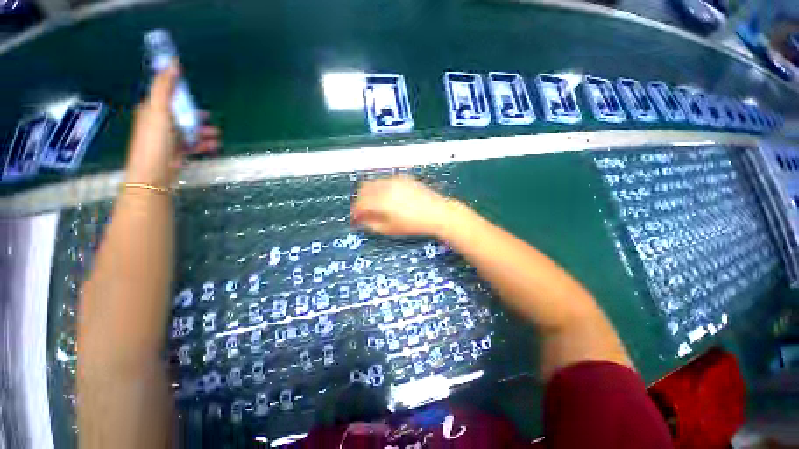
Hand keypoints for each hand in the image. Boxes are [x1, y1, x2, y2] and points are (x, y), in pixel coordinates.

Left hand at [125, 60, 219, 186]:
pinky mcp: (176, 153)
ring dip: (203, 131)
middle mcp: (158, 123)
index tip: (194, 97)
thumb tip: (172, 63)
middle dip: (196, 116)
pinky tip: (213, 145)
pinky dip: (202, 143)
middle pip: (180, 115)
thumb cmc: (156, 141)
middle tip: (210, 118)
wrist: (153, 174)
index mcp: (152, 110)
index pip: (167, 97)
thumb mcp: (159, 110)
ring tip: (217, 134)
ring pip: (188, 130)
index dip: (181, 95)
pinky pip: (192, 144)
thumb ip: (165, 87)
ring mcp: (167, 139)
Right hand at [351, 176, 460, 236]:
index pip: (359, 204)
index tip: (355, 220)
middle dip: (360, 201)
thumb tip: (361, 220)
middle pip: (362, 189)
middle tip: (363, 212)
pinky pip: (384, 180)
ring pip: (372, 182)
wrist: (437, 213)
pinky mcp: (402, 177)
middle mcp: (385, 186)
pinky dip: (379, 188)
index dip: (355, 213)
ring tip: (374, 205)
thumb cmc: (413, 225)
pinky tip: (387, 198)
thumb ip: (371, 224)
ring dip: (368, 193)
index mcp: (381, 200)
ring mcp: (394, 179)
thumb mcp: (389, 229)